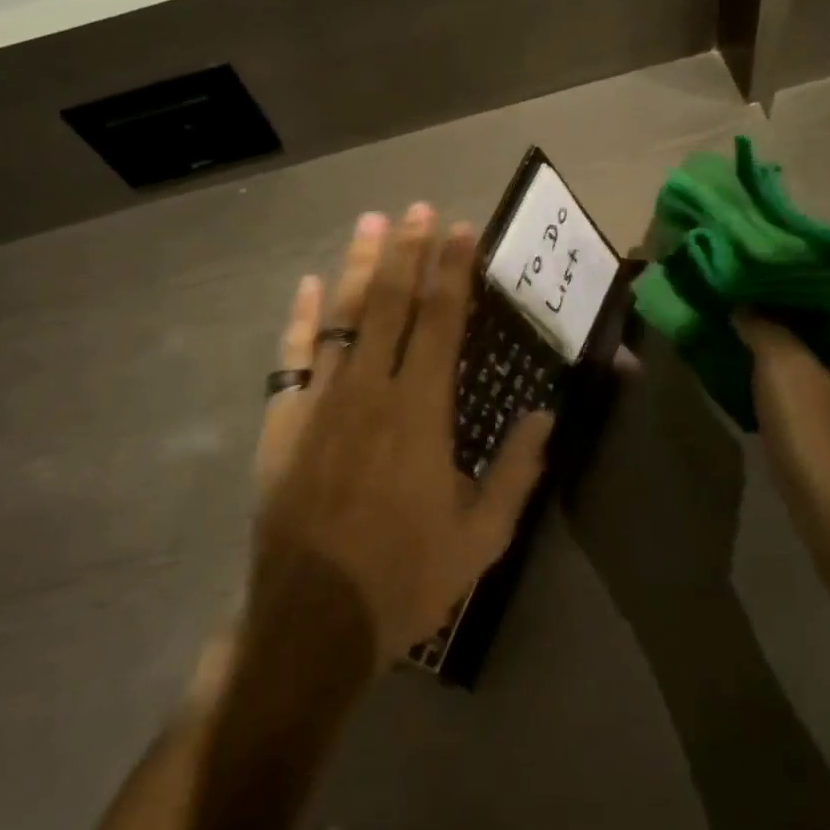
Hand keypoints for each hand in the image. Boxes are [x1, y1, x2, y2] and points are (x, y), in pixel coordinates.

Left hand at [251, 205, 551, 664]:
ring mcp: (321, 402)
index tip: (460, 230)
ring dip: (359, 267)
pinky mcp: (283, 422)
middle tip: (418, 207)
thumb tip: (545, 415)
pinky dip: (301, 319)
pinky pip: (293, 357)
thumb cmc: (404, 578)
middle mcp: (370, 391)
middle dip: (407, 251)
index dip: (452, 271)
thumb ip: (516, 472)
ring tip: (370, 223)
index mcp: (420, 411)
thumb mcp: (480, 537)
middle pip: (391, 304)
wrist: (311, 621)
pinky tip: (308, 286)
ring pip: (343, 318)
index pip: (441, 321)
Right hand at [735, 233, 829, 615]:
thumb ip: (764, 328)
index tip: (766, 241)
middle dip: (791, 267)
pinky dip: (787, 339)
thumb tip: (742, 299)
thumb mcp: (788, 383)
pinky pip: (822, 351)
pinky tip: (745, 345)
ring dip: (785, 304)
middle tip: (737, 264)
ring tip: (733, 297)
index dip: (821, 236)